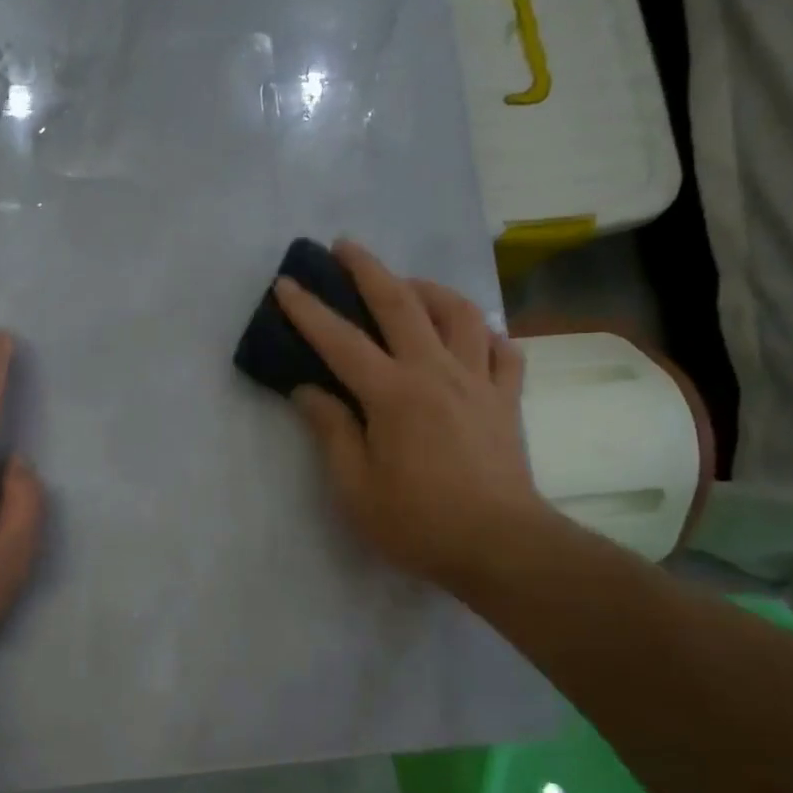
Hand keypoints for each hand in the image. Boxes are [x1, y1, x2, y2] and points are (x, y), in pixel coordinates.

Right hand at [274, 239, 554, 596]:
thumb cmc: (417, 522)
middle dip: (368, 269)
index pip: (341, 341)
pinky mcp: (507, 399)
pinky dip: (484, 333)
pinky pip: (502, 349)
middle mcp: (436, 372)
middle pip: (401, 304)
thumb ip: (331, 432)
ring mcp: (478, 381)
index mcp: (393, 394)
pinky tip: (471, 336)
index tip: (286, 283)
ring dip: (429, 289)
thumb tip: (308, 391)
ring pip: (459, 313)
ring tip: (409, 286)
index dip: (309, 310)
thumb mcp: (354, 488)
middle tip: (345, 246)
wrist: (499, 546)